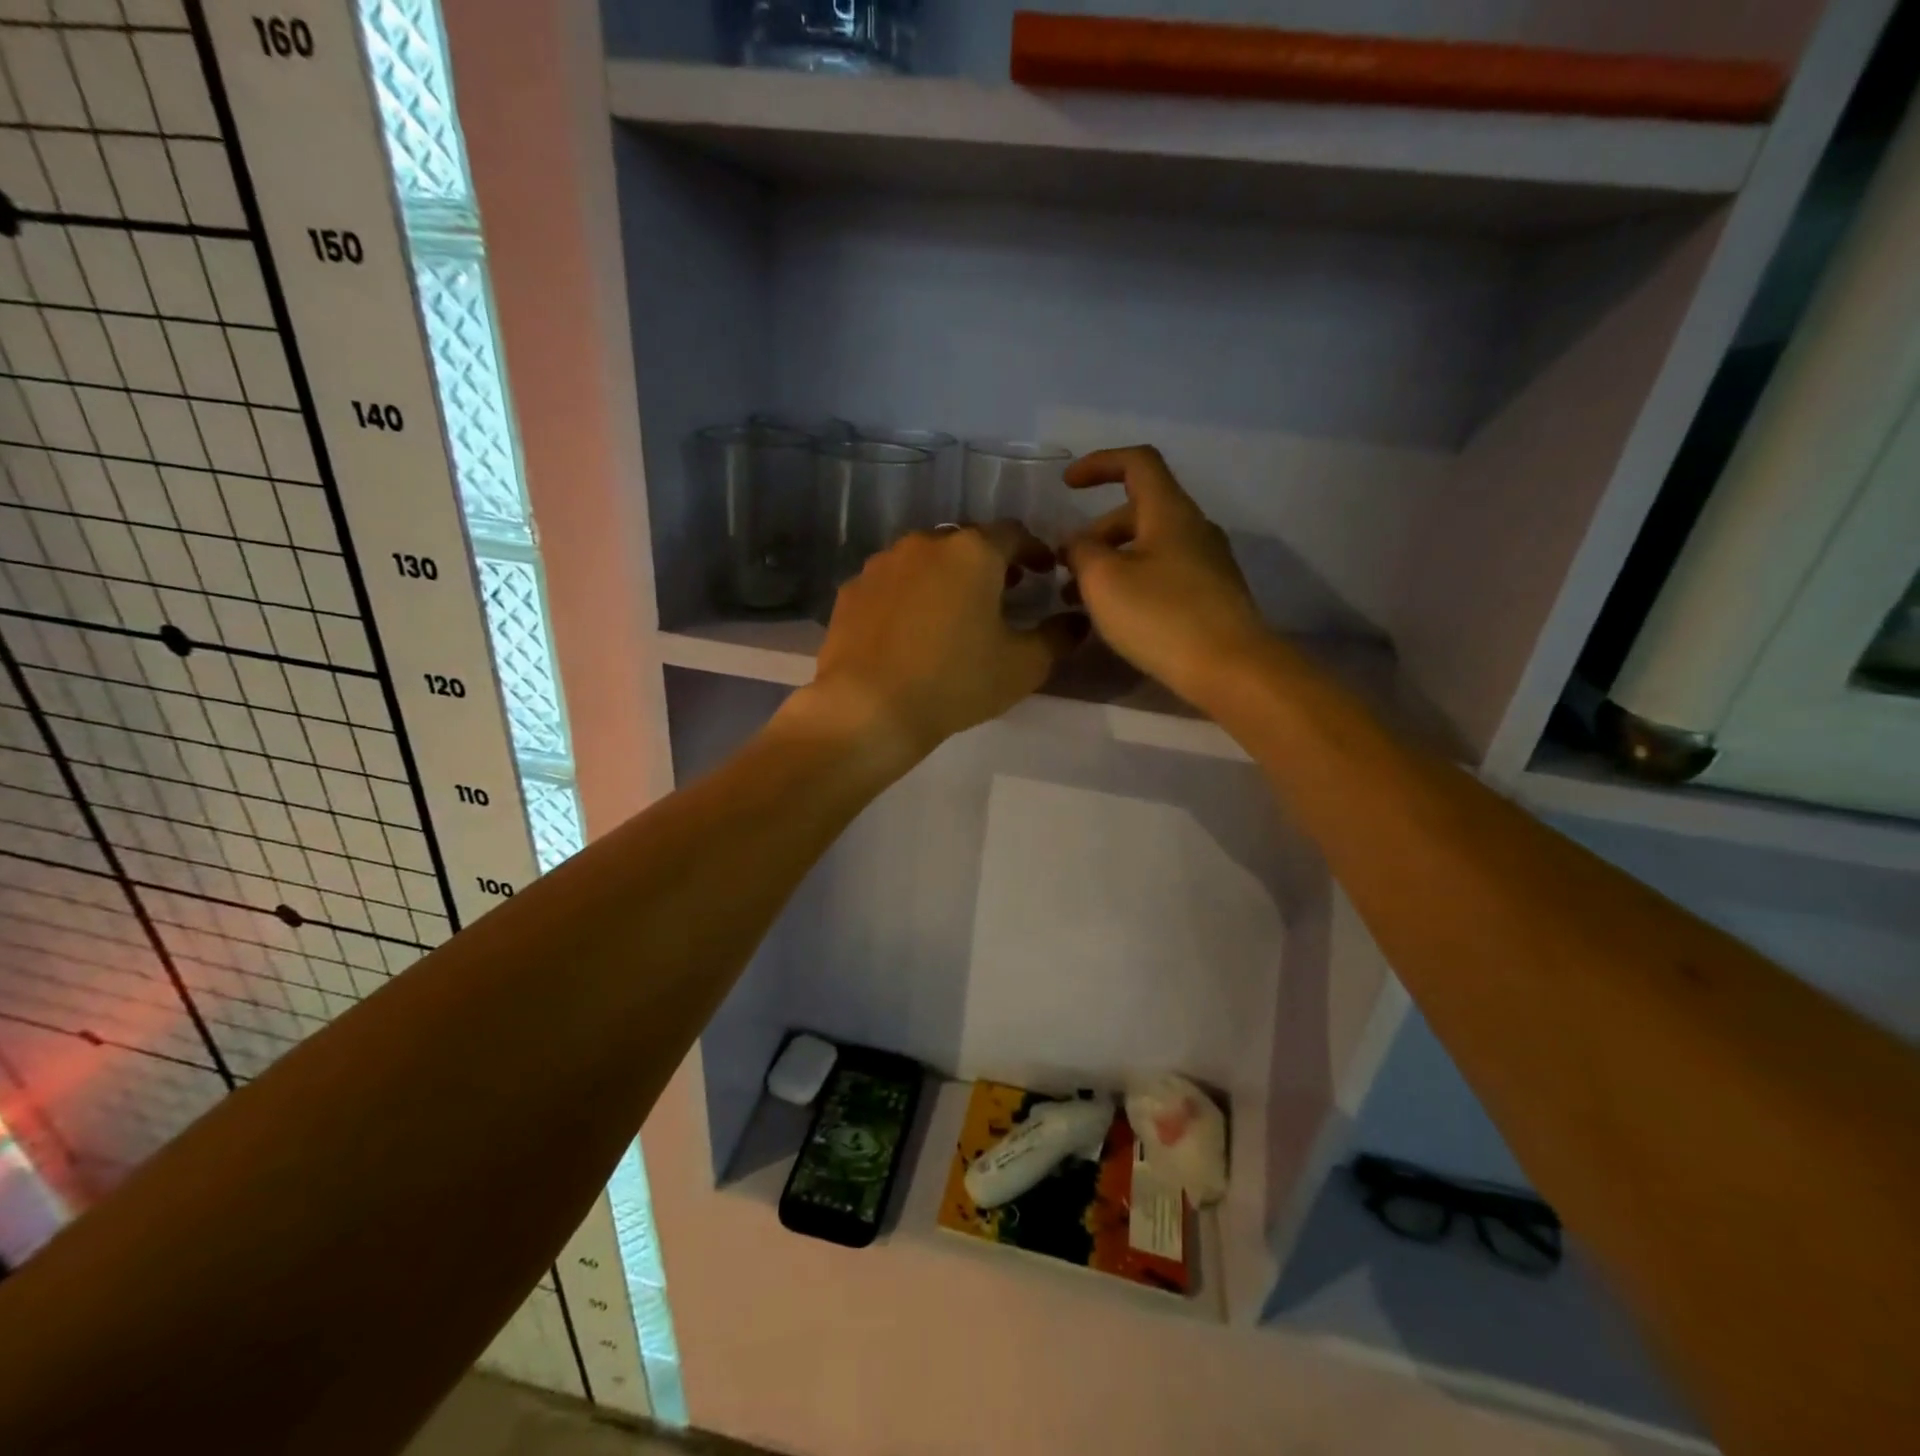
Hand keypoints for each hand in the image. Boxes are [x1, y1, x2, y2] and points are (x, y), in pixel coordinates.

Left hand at [804, 523, 1089, 758]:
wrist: (868, 708)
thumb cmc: (955, 682)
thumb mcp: (1022, 666)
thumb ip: (1057, 637)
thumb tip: (1076, 621)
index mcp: (973, 552)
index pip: (1014, 533)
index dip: (1034, 550)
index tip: (1043, 571)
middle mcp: (925, 543)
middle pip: (966, 543)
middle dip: (989, 563)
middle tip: (1003, 591)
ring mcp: (882, 564)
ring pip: (925, 560)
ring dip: (946, 576)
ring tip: (954, 610)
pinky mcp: (852, 590)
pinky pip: (891, 583)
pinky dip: (909, 595)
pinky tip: (910, 628)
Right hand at [1062, 446, 1270, 704]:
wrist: (1231, 668)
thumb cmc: (1161, 616)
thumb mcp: (1103, 580)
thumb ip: (1081, 551)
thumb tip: (1076, 542)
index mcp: (1170, 511)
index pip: (1137, 463)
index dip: (1099, 464)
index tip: (1067, 484)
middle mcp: (1194, 528)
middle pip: (1138, 511)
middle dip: (1096, 533)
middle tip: (1066, 568)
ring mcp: (1208, 563)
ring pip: (1150, 547)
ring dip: (1111, 563)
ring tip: (1081, 601)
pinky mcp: (1212, 596)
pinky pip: (1164, 574)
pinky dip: (1133, 583)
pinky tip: (1116, 617)